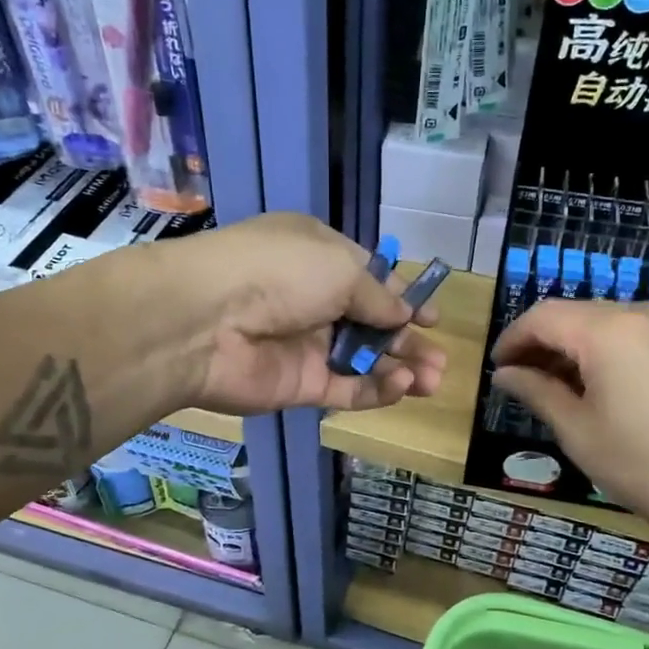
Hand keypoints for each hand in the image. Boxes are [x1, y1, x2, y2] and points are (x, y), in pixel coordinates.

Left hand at [155, 213, 447, 416]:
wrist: (207, 321)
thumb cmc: (280, 273)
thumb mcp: (340, 267)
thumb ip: (378, 295)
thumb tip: (404, 312)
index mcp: (319, 258)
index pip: (371, 280)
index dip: (403, 299)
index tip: (432, 319)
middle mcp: (313, 300)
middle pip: (371, 324)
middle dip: (408, 341)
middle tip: (441, 361)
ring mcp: (306, 345)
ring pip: (363, 360)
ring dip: (399, 368)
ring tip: (432, 380)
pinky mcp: (299, 385)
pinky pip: (345, 389)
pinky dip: (375, 390)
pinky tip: (401, 387)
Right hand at [491, 299, 648, 553]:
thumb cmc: (643, 465)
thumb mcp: (577, 430)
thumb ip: (536, 391)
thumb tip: (504, 374)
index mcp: (608, 330)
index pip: (542, 317)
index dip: (512, 339)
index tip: (496, 369)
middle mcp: (640, 312)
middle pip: (573, 315)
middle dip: (540, 343)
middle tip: (518, 381)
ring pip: (601, 323)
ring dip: (570, 347)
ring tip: (550, 387)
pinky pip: (630, 333)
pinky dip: (602, 351)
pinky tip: (591, 384)